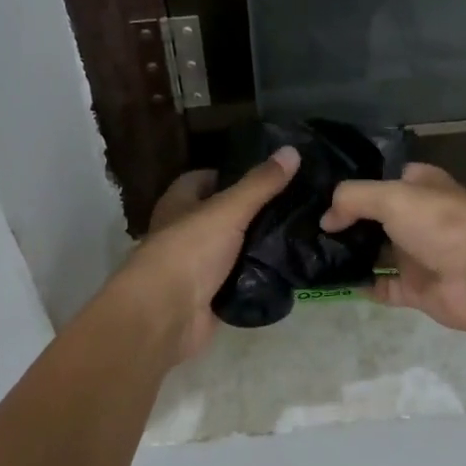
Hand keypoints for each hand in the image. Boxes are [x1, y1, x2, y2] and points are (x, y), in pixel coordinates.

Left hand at [112, 147, 300, 363]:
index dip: (232, 173)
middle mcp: (184, 232)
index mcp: (178, 203)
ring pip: (233, 248)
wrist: (166, 315)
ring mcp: (197, 266)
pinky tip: (286, 268)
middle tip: (294, 203)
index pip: (204, 178)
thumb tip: (292, 150)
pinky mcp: (209, 296)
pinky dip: (257, 276)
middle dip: (253, 210)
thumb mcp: (228, 209)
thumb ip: (260, 183)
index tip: (269, 174)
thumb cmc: (189, 250)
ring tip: (299, 232)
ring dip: (258, 244)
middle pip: (222, 214)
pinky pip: (239, 280)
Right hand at [320, 162, 465, 338]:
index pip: (384, 178)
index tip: (318, 190)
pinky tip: (330, 281)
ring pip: (375, 252)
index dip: (355, 183)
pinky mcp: (415, 289)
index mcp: (421, 186)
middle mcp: (419, 217)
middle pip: (375, 217)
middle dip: (344, 221)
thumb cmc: (443, 224)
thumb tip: (326, 219)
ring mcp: (417, 255)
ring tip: (308, 252)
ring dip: (348, 253)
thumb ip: (353, 199)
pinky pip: (380, 286)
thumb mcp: (393, 197)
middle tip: (304, 224)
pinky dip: (359, 285)